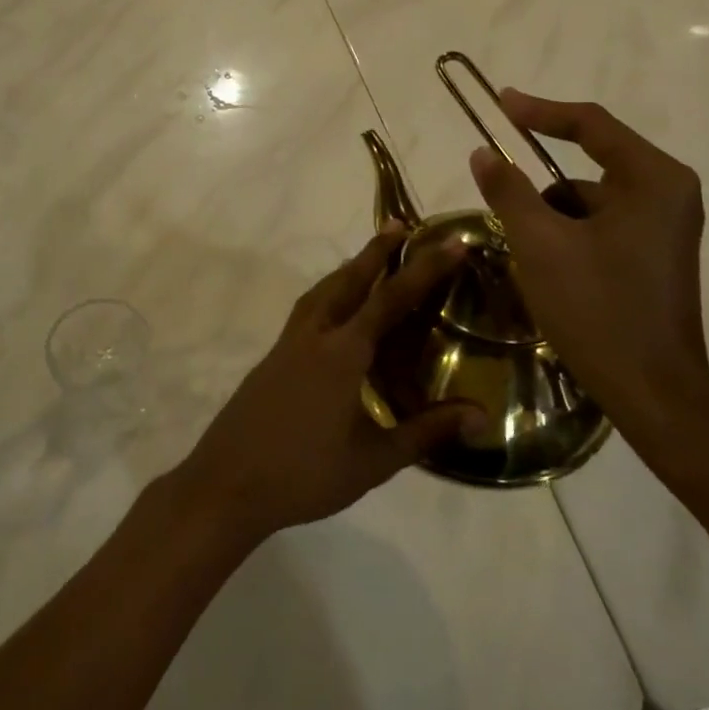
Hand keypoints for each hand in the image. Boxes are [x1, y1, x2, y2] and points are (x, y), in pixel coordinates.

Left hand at [170, 229, 482, 547]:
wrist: (227, 484)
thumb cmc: (305, 474)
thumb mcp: (374, 460)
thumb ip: (426, 432)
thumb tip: (481, 416)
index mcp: (342, 352)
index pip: (390, 299)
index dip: (423, 268)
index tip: (449, 241)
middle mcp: (314, 335)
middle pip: (349, 280)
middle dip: (376, 251)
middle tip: (400, 225)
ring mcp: (288, 344)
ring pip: (322, 291)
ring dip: (348, 268)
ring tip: (368, 259)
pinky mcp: (273, 357)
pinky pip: (307, 309)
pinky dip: (328, 293)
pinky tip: (334, 311)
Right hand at [469, 89, 708, 448]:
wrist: (655, 396)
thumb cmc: (598, 311)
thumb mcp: (540, 245)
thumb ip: (508, 191)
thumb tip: (483, 152)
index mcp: (653, 179)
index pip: (591, 124)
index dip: (540, 110)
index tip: (500, 104)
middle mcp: (669, 193)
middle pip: (592, 163)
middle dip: (541, 183)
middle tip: (499, 190)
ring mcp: (667, 226)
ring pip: (591, 199)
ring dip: (552, 215)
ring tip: (524, 251)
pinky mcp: (657, 254)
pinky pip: (602, 224)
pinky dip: (569, 235)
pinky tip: (547, 269)